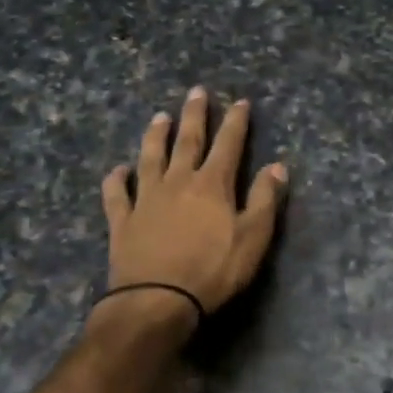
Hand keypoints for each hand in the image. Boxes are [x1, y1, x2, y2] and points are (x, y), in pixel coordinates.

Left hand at [101, 88, 287, 323]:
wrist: (157, 300)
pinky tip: (117, 170)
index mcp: (212, 184)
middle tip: (196, 91)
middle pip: (187, 141)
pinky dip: (115, 180)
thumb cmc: (213, 270)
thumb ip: (265, 199)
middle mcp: (178, 182)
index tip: (240, 101)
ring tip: (159, 117)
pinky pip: (116, 195)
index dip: (236, 121)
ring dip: (155, 136)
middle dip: (195, 115)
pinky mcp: (122, 221)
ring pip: (150, 158)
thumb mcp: (253, 237)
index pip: (228, 144)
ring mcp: (146, 199)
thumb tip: (277, 165)